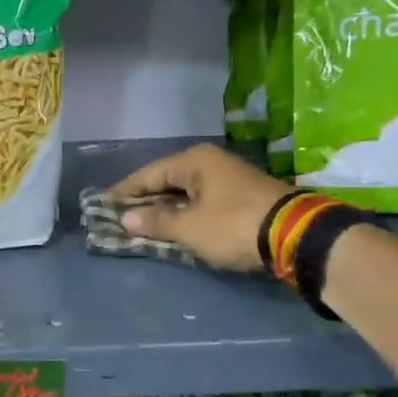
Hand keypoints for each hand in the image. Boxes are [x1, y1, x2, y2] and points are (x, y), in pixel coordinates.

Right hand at [108, 143, 287, 272]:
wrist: (295, 234)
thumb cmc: (233, 225)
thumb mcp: (190, 227)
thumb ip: (157, 222)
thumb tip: (127, 219)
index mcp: (194, 161)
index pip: (148, 174)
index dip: (124, 192)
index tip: (102, 205)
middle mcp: (210, 163)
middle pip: (167, 181)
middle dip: (144, 201)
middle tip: (119, 218)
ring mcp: (229, 179)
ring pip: (186, 193)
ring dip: (165, 210)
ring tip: (142, 226)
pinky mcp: (242, 197)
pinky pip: (202, 202)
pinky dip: (186, 214)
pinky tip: (175, 228)